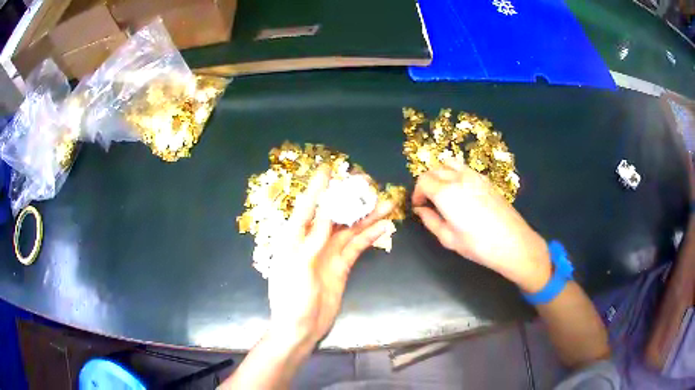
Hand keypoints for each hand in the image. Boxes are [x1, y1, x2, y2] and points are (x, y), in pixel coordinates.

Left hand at [267, 166, 394, 346]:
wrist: (301, 328)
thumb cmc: (291, 299)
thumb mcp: (298, 267)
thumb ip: (313, 240)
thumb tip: (328, 213)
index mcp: (293, 239)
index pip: (307, 208)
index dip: (317, 189)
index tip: (328, 170)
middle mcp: (312, 242)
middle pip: (333, 215)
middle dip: (349, 199)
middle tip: (368, 184)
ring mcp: (329, 254)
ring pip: (350, 230)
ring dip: (366, 217)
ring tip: (386, 203)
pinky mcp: (342, 267)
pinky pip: (357, 248)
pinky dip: (369, 237)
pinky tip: (383, 226)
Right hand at [412, 163, 550, 292]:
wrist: (512, 242)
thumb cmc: (478, 245)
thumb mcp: (448, 239)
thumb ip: (430, 221)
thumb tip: (421, 210)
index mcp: (445, 193)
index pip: (423, 181)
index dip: (417, 193)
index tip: (418, 206)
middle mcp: (458, 178)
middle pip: (434, 169)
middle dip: (426, 182)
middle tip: (428, 200)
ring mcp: (474, 176)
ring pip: (450, 164)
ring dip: (441, 174)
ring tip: (442, 191)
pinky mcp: (486, 180)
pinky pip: (464, 168)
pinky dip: (455, 174)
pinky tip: (460, 191)